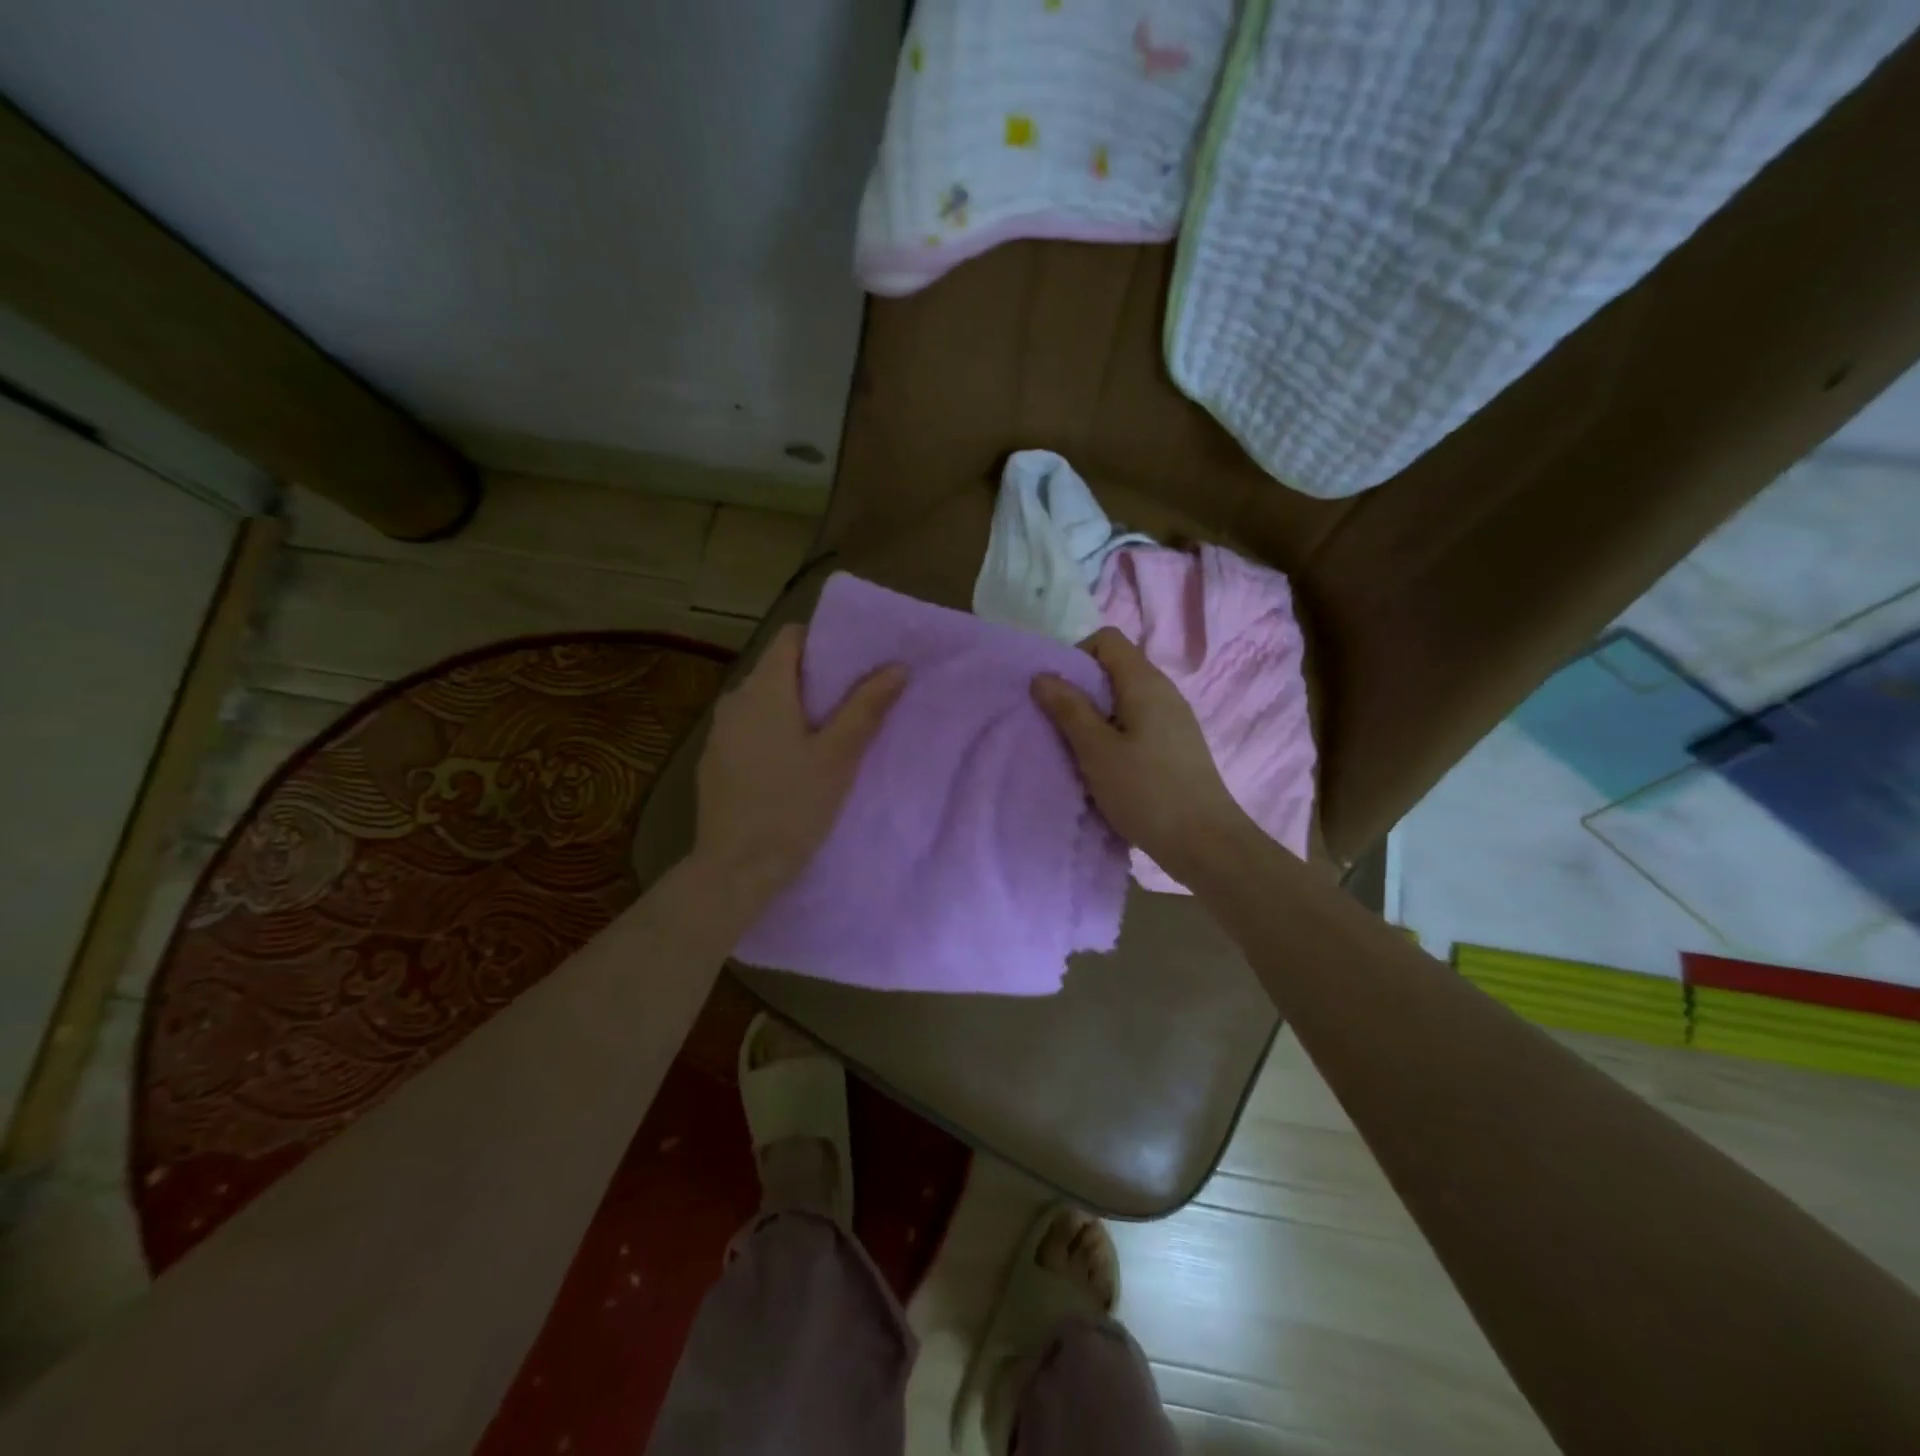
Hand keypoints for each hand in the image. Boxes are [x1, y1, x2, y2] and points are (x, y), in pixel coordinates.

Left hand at [694, 624, 905, 902]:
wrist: (736, 869)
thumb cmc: (793, 806)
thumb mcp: (839, 756)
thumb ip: (866, 707)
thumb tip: (897, 667)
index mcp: (763, 689)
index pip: (790, 637)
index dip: (823, 642)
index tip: (855, 662)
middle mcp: (734, 700)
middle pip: (778, 669)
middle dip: (817, 678)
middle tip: (856, 700)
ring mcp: (720, 733)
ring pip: (764, 702)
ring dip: (797, 708)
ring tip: (832, 733)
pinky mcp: (715, 762)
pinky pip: (750, 730)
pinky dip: (775, 732)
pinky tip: (795, 764)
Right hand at [1031, 626, 1246, 878]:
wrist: (1205, 843)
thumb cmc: (1146, 791)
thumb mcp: (1096, 750)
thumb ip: (1068, 709)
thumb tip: (1042, 675)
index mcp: (1144, 682)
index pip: (1107, 639)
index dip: (1076, 656)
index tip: (1059, 694)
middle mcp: (1164, 691)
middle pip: (1115, 668)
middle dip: (1082, 690)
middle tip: (1061, 727)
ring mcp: (1174, 719)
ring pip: (1125, 700)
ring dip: (1097, 717)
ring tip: (1080, 752)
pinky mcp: (1177, 745)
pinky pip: (1138, 724)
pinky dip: (1116, 736)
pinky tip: (1108, 769)